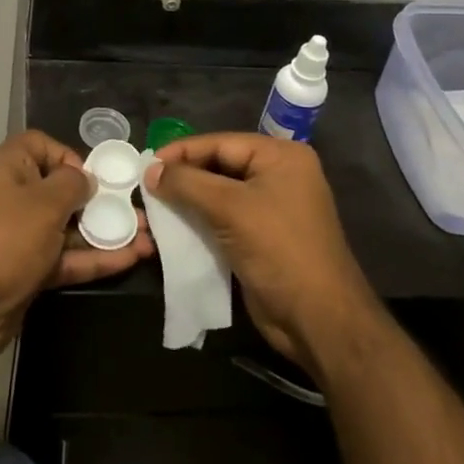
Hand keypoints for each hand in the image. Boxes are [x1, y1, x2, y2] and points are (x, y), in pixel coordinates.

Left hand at [0, 131, 154, 372]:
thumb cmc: (2, 238)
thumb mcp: (43, 202)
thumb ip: (72, 186)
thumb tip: (85, 180)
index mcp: (9, 167)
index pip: (42, 146)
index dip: (70, 157)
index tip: (95, 178)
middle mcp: (14, 197)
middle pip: (62, 191)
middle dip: (101, 200)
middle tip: (140, 210)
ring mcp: (21, 238)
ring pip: (69, 228)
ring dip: (107, 232)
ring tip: (149, 237)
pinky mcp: (29, 273)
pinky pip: (66, 259)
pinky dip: (95, 259)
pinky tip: (132, 259)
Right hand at [145, 133, 372, 375]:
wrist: (318, 320)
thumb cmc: (279, 250)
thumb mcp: (229, 208)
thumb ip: (186, 183)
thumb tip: (150, 170)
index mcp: (280, 157)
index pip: (220, 143)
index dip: (181, 152)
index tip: (145, 164)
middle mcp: (278, 176)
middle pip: (218, 167)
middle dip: (182, 178)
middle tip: (144, 187)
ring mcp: (272, 208)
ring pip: (218, 195)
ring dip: (186, 202)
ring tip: (152, 208)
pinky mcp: (262, 238)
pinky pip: (224, 220)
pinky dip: (199, 222)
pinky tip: (172, 229)